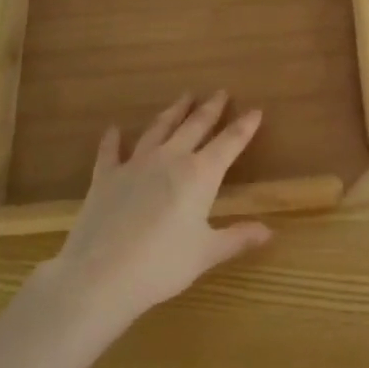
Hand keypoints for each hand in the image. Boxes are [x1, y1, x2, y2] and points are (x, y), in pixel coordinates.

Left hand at [42, 92, 271, 325]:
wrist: (99, 276)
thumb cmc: (161, 266)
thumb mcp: (206, 254)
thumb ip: (237, 238)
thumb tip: (269, 231)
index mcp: (199, 174)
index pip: (229, 143)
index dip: (244, 126)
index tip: (255, 110)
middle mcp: (169, 158)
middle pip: (195, 126)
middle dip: (210, 108)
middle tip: (220, 92)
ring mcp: (135, 164)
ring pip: (158, 128)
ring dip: (173, 112)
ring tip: (183, 97)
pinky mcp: (105, 176)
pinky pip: (110, 151)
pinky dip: (113, 139)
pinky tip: (114, 129)